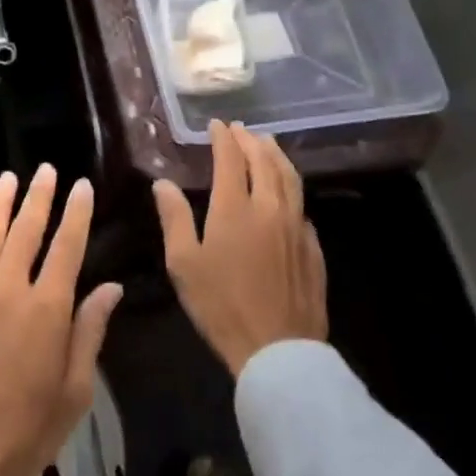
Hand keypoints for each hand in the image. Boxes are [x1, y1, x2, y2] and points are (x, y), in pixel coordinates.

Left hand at [0, 165, 123, 475]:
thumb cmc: (27, 432)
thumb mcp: (75, 390)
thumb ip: (90, 332)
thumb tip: (111, 287)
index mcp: (47, 310)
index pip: (67, 247)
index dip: (76, 214)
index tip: (82, 186)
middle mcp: (9, 289)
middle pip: (26, 231)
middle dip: (39, 197)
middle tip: (46, 171)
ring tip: (9, 178)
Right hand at [154, 121, 326, 376]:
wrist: (277, 350)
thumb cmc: (220, 304)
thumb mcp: (183, 263)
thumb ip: (174, 218)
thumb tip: (163, 183)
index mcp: (235, 208)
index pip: (231, 159)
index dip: (223, 139)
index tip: (216, 125)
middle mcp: (270, 208)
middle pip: (264, 162)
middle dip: (251, 141)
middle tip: (241, 129)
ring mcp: (296, 227)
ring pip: (290, 179)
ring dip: (277, 156)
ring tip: (268, 144)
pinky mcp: (313, 249)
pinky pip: (302, 206)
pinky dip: (291, 187)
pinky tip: (287, 193)